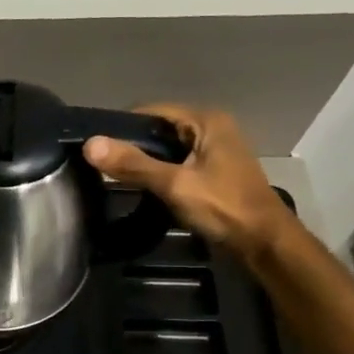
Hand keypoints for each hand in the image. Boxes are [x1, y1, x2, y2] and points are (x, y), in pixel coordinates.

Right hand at [82, 105, 297, 259]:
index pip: (152, 111)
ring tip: (113, 175)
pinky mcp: (212, 171)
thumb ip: (133, 164)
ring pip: (166, 147)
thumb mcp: (174, 184)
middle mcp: (211, 128)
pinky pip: (176, 163)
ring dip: (143, 160)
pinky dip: (157, 171)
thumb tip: (90, 144)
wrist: (263, 242)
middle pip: (159, 128)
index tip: (95, 145)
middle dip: (131, 144)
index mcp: (206, 121)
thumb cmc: (223, 207)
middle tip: (99, 163)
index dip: (122, 125)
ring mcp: (213, 150)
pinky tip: (139, 186)